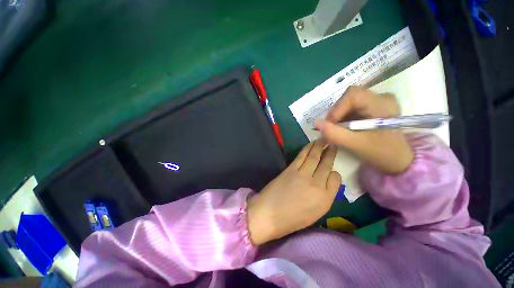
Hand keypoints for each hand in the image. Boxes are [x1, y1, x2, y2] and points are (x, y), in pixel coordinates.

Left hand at [247, 140, 340, 244]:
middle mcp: (317, 185)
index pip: (336, 179)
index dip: (334, 172)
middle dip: (330, 153)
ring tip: (324, 139)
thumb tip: (326, 181)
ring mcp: (303, 175)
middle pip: (326, 165)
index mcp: (326, 200)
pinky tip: (311, 144)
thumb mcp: (315, 213)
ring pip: (314, 157)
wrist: (269, 215)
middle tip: (332, 144)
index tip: (331, 170)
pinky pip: (302, 156)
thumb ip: (323, 196)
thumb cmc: (292, 219)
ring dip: (319, 147)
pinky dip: (307, 148)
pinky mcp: (291, 169)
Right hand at [315, 86, 413, 173]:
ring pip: (348, 102)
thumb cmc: (381, 153)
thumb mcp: (356, 144)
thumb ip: (334, 134)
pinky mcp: (372, 107)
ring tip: (336, 130)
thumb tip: (315, 122)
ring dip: (338, 116)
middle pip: (349, 97)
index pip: (353, 95)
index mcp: (382, 104)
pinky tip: (343, 128)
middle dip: (336, 113)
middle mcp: (380, 97)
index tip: (330, 125)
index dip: (337, 108)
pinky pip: (350, 107)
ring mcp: (376, 101)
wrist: (397, 159)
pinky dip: (342, 117)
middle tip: (331, 128)